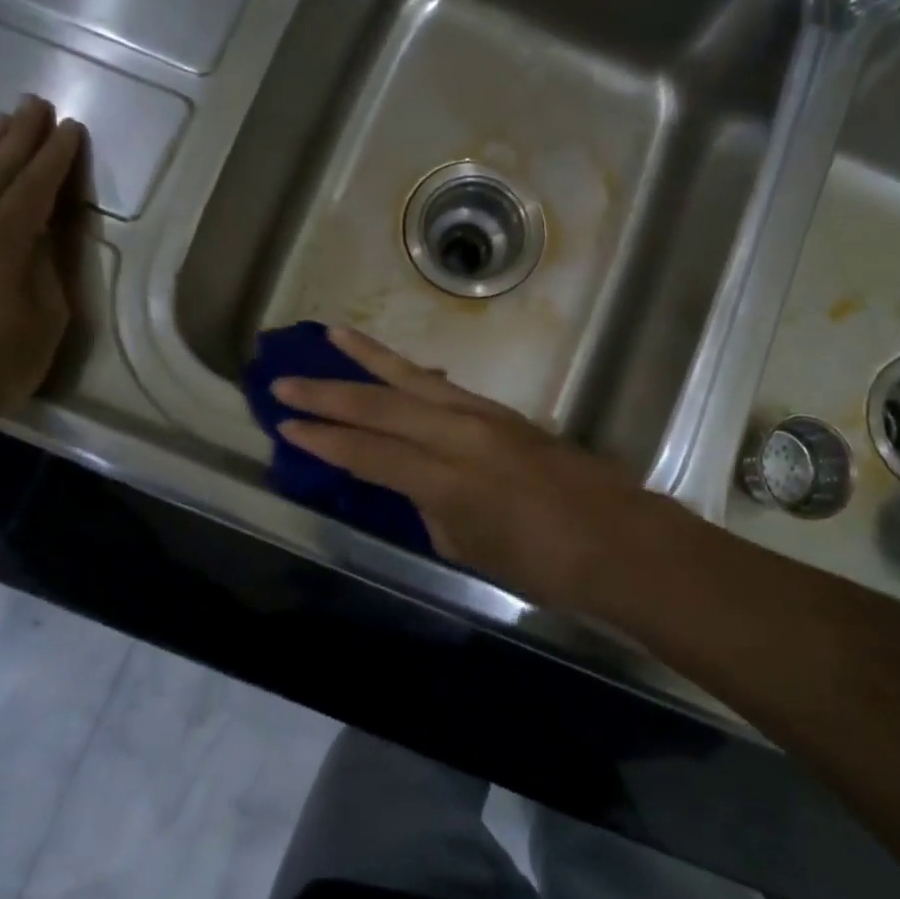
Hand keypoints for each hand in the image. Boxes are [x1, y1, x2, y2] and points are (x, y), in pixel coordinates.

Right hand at [271, 327, 695, 608]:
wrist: (616, 538)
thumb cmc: (542, 563)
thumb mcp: (470, 548)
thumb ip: (431, 509)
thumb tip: (412, 484)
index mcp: (445, 477)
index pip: (368, 453)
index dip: (323, 440)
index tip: (284, 425)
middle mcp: (458, 433)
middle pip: (381, 404)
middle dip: (328, 392)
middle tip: (285, 379)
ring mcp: (482, 415)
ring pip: (412, 379)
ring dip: (368, 358)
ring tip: (332, 335)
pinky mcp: (500, 411)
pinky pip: (442, 386)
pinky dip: (409, 373)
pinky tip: (392, 366)